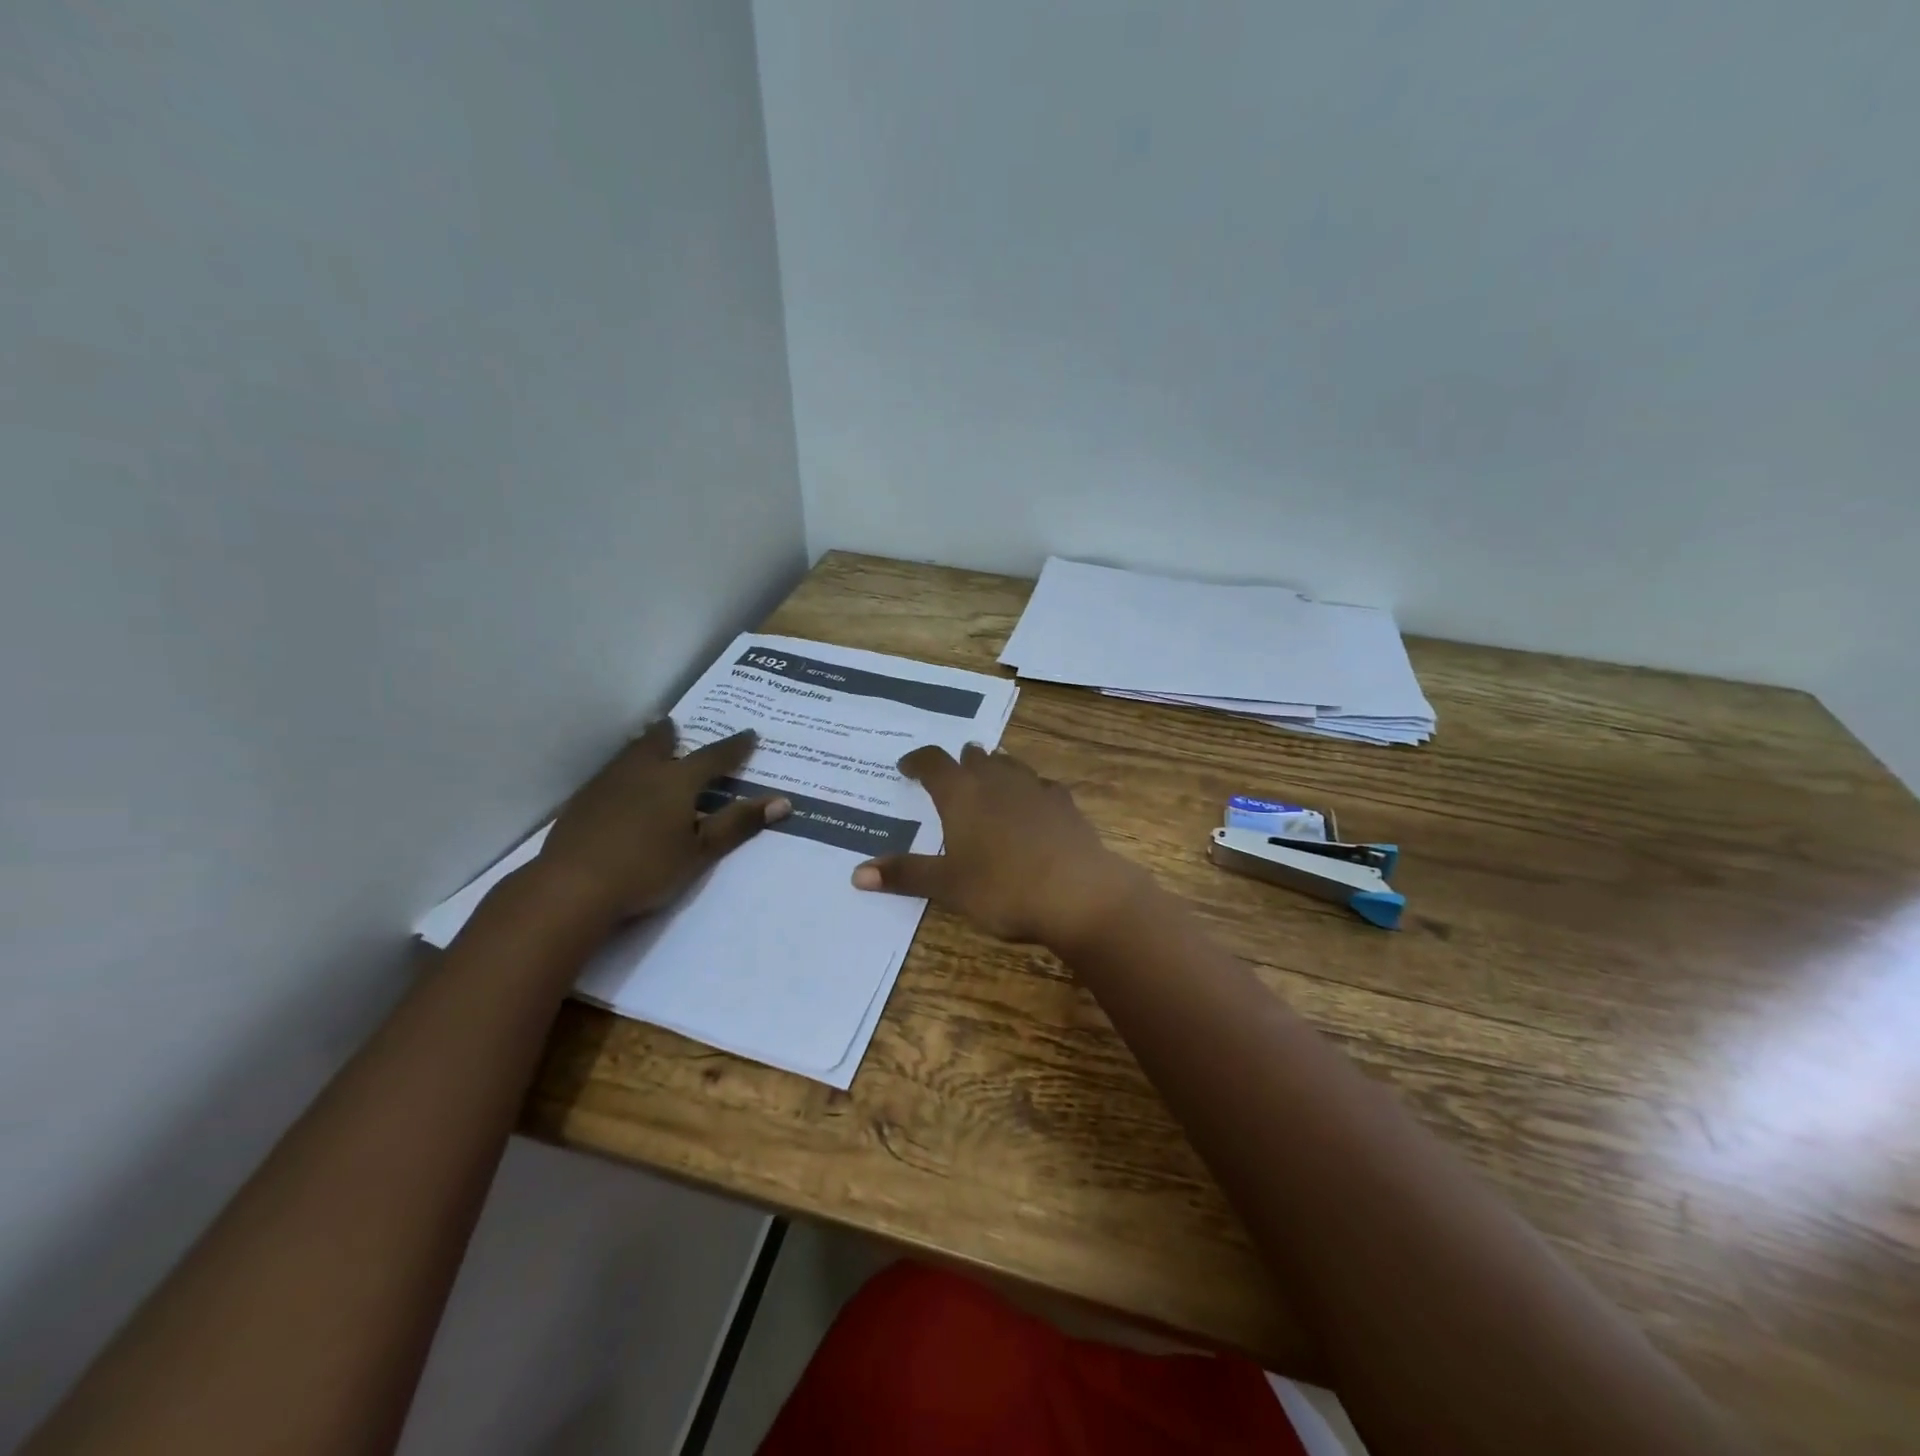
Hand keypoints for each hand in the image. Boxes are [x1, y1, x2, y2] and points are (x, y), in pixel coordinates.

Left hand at [531, 721, 788, 922]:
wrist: (572, 888)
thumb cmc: (647, 869)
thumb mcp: (701, 851)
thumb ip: (738, 824)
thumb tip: (783, 801)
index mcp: (677, 781)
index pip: (713, 757)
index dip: (735, 747)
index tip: (749, 735)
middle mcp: (642, 772)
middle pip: (658, 742)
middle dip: (671, 734)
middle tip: (676, 725)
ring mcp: (607, 785)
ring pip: (629, 754)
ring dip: (643, 746)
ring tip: (649, 743)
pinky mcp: (582, 803)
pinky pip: (610, 774)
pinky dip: (623, 770)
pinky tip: (619, 786)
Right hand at [851, 744, 1147, 948]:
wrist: (1078, 892)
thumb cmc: (1002, 888)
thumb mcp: (948, 885)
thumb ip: (905, 875)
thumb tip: (856, 874)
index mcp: (962, 794)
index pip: (932, 762)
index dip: (917, 761)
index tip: (906, 766)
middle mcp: (997, 780)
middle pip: (974, 757)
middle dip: (959, 762)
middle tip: (950, 774)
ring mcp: (1035, 788)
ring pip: (1009, 765)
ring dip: (995, 769)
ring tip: (988, 779)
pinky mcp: (1065, 804)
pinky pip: (1041, 786)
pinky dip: (1029, 790)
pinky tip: (1034, 803)